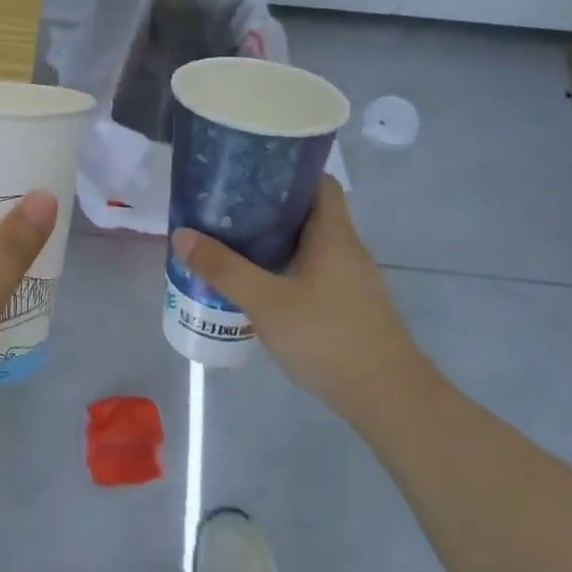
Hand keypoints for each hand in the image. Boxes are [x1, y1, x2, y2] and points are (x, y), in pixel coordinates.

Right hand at [170, 180, 427, 423]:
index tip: (249, 173)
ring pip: (309, 244)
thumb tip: (182, 234)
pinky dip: (285, 268)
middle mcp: (346, 249)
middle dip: (268, 207)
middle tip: (227, 209)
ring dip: (275, 241)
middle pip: (309, 212)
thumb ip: (223, 269)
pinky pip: (313, 271)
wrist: (389, 400)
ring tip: (233, 243)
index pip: (318, 182)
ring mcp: (351, 280)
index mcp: (333, 234)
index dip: (287, 171)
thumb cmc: (328, 338)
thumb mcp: (266, 302)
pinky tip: (259, 286)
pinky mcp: (349, 306)